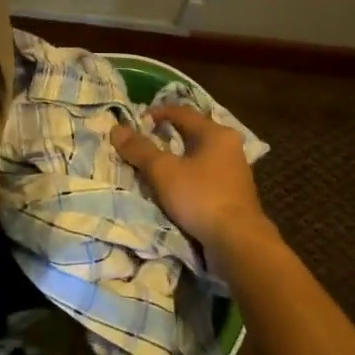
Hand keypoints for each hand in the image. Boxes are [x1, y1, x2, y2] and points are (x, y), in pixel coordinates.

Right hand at [112, 104, 274, 267]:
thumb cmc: (201, 197)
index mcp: (216, 133)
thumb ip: (140, 149)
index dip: (156, 113)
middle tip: (144, 142)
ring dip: (178, 158)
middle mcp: (229, 147)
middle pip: (192, 133)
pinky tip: (175, 188)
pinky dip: (188, 176)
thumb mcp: (163, 171)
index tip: (136, 122)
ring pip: (199, 156)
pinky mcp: (234, 194)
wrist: (238, 242)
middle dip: (167, 136)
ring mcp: (235, 172)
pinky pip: (205, 175)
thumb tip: (117, 129)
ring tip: (155, 166)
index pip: (182, 112)